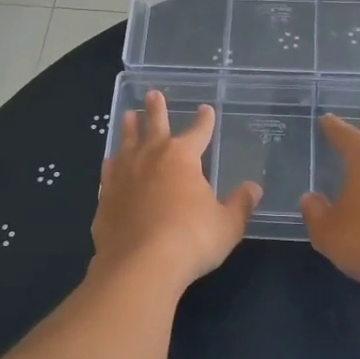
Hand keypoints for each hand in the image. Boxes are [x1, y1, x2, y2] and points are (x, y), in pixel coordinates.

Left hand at [93, 90, 260, 287]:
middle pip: (153, 126)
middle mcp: (150, 159)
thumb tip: (254, 188)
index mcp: (182, 158)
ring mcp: (123, 177)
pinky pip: (108, 173)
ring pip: (126, 144)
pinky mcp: (105, 198)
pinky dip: (111, 164)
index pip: (198, 132)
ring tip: (127, 116)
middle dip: (155, 110)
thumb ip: (239, 205)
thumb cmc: (191, 240)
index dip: (204, 121)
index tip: (205, 109)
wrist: (140, 265)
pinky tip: (109, 162)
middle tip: (152, 93)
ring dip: (128, 129)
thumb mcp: (226, 225)